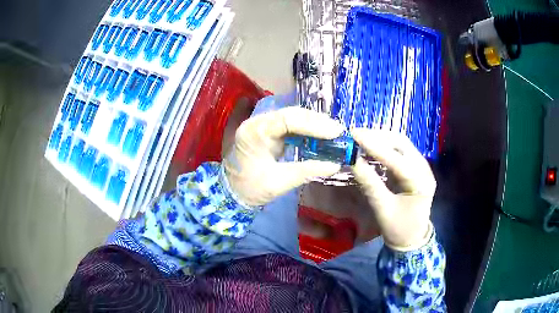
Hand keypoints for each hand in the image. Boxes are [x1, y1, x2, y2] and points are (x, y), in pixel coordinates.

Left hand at [224, 107, 344, 206]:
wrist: (231, 193)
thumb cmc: (250, 189)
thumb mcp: (279, 182)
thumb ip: (307, 171)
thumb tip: (335, 164)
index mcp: (254, 132)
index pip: (287, 119)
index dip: (314, 124)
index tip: (335, 132)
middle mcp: (256, 123)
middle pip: (291, 114)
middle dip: (316, 121)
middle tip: (338, 131)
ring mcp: (261, 125)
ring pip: (292, 117)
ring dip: (313, 123)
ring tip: (333, 133)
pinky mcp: (267, 131)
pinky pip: (289, 125)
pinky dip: (306, 129)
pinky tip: (319, 135)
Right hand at [351, 128, 436, 250]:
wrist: (412, 238)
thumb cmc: (398, 229)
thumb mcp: (382, 209)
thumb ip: (369, 184)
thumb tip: (352, 160)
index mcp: (420, 183)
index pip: (396, 159)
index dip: (374, 145)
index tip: (353, 135)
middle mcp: (424, 169)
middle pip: (401, 143)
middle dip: (377, 136)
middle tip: (354, 134)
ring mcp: (422, 166)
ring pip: (401, 142)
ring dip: (380, 138)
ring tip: (360, 137)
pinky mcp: (416, 166)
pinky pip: (400, 149)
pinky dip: (384, 145)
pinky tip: (371, 145)